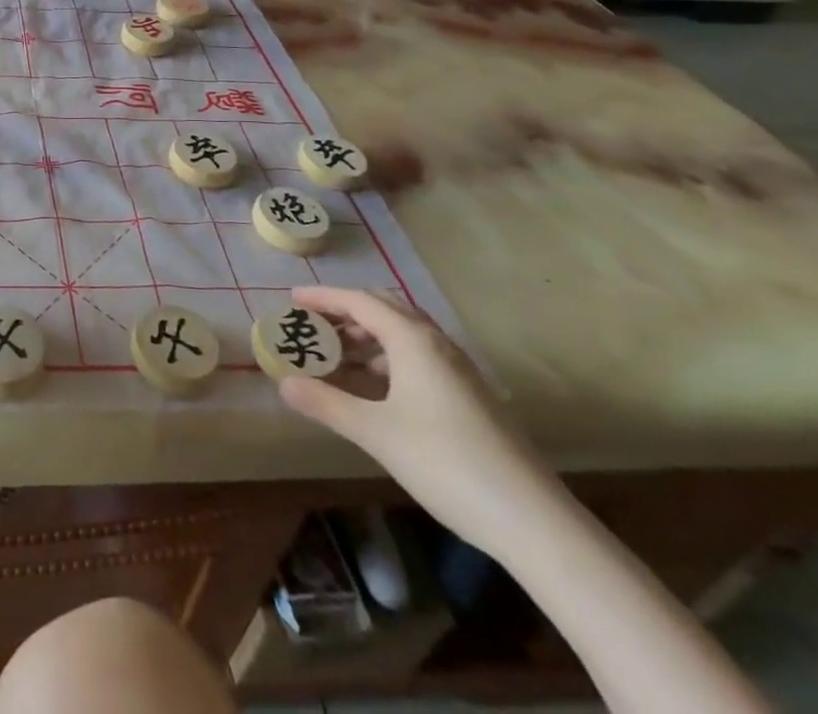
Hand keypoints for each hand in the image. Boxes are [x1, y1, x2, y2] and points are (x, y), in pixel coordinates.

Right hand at [277, 286, 565, 555]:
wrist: (533, 521)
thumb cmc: (446, 464)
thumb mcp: (376, 433)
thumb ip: (327, 404)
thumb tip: (283, 384)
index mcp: (413, 341)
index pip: (359, 301)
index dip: (323, 297)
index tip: (291, 300)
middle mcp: (436, 344)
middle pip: (384, 309)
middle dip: (345, 313)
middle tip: (313, 327)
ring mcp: (458, 370)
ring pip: (404, 335)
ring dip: (367, 337)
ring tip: (336, 358)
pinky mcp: (470, 396)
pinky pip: (418, 358)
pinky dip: (388, 359)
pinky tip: (375, 390)